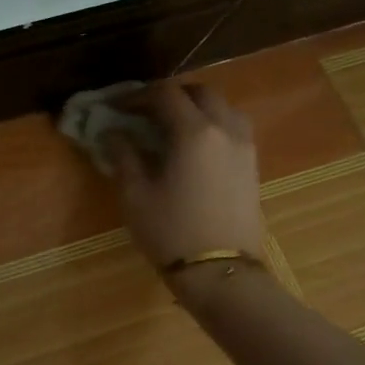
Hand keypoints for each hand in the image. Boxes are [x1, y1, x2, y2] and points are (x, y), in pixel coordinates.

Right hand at [106, 82, 263, 290]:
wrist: (220, 271)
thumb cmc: (170, 231)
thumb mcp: (135, 194)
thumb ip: (123, 155)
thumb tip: (113, 133)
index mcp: (195, 133)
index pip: (165, 95)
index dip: (137, 96)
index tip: (115, 107)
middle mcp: (226, 130)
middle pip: (199, 93)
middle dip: (168, 96)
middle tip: (141, 112)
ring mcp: (245, 146)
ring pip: (221, 107)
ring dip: (193, 107)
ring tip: (167, 126)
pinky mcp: (252, 164)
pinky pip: (231, 127)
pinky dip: (209, 124)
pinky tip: (190, 146)